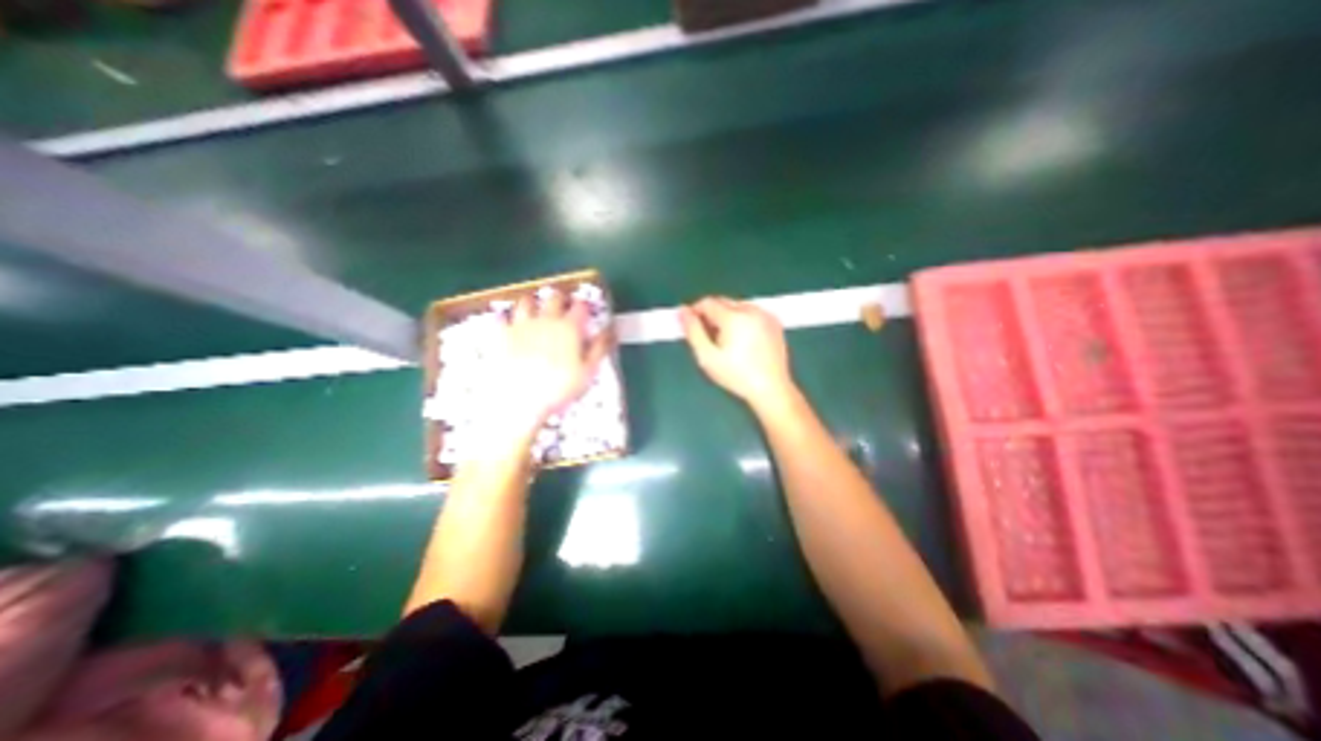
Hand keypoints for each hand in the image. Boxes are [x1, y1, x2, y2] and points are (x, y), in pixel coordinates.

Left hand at [487, 289, 609, 439]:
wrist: (519, 400)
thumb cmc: (559, 388)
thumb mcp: (588, 372)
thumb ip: (599, 348)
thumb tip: (610, 331)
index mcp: (569, 328)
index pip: (581, 306)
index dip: (585, 306)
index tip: (586, 311)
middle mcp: (546, 320)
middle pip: (554, 298)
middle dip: (561, 299)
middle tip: (563, 306)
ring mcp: (521, 325)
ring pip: (526, 301)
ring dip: (533, 302)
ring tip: (536, 310)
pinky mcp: (501, 334)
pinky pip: (501, 317)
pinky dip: (506, 316)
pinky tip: (507, 321)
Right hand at [681, 296, 793, 411]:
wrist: (771, 389)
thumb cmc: (736, 376)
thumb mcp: (707, 357)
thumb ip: (692, 331)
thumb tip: (682, 311)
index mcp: (734, 317)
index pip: (707, 302)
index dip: (695, 312)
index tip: (691, 327)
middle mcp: (751, 310)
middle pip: (723, 302)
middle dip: (711, 314)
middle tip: (708, 337)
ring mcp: (766, 315)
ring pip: (737, 306)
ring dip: (727, 316)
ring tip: (725, 341)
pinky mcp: (775, 323)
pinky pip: (752, 313)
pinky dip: (743, 320)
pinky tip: (743, 341)